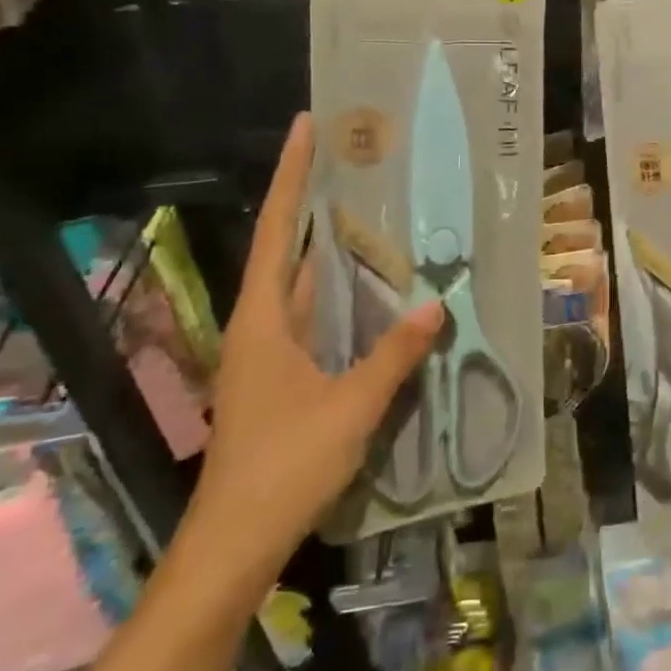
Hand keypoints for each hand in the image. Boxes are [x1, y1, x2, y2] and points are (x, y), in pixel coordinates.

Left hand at [186, 113, 442, 580]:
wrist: (234, 543)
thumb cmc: (285, 465)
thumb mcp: (350, 408)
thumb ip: (394, 356)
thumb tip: (436, 307)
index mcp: (263, 318)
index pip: (278, 228)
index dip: (291, 175)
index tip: (306, 127)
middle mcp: (260, 324)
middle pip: (287, 247)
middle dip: (313, 202)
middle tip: (354, 162)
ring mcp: (267, 352)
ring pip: (301, 285)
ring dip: (329, 250)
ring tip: (370, 213)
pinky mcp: (280, 377)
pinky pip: (312, 319)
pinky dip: (338, 297)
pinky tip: (370, 294)